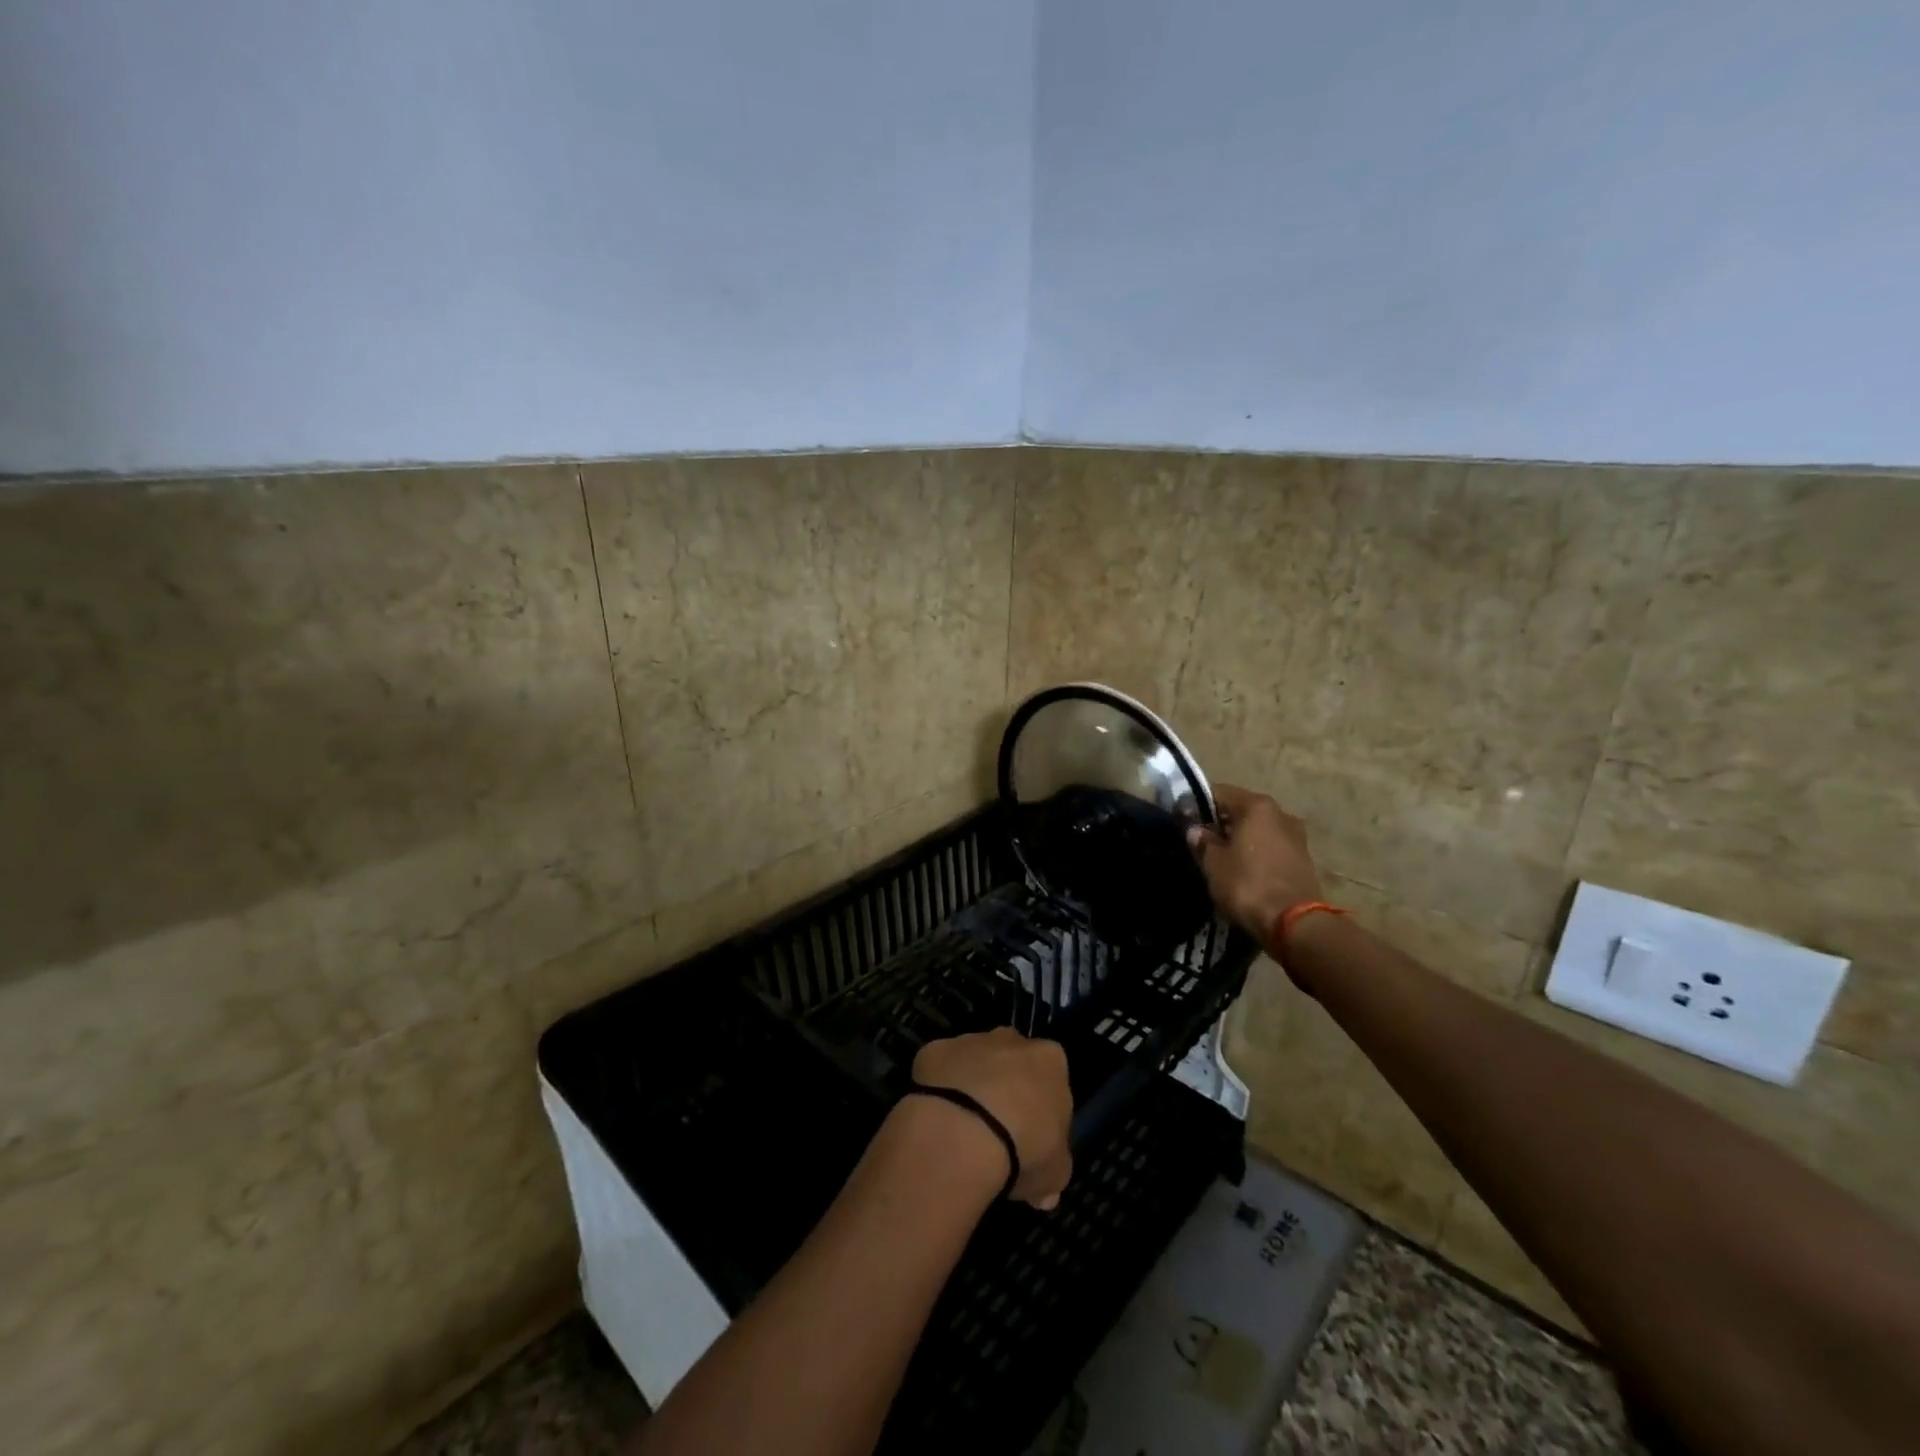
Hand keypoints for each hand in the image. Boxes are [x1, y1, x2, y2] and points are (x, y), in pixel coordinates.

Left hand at [911, 1028, 1073, 1210]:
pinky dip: (939, 1088)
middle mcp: (1011, 1040)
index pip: (1051, 1078)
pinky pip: (939, 1069)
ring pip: (974, 1061)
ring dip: (971, 1086)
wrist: (964, 1131)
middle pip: (1012, 1061)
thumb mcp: (1055, 1174)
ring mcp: (970, 1040)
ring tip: (962, 1129)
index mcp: (1050, 1060)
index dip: (1041, 1108)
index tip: (1032, 1136)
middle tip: (996, 1130)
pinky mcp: (935, 1049)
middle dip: (1005, 1088)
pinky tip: (937, 1119)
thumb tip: (1045, 1192)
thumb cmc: (1024, 1148)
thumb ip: (1053, 1172)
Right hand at [1186, 784, 1326, 940]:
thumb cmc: (1247, 884)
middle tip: (1201, 841)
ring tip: (1221, 858)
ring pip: (1258, 829)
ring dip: (1240, 839)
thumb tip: (1196, 830)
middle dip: (1220, 822)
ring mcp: (1296, 836)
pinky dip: (1256, 853)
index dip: (1197, 804)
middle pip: (1241, 810)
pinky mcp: (1303, 859)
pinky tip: (1243, 869)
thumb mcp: (1214, 863)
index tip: (1183, 820)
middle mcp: (1281, 813)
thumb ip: (1203, 841)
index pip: (1219, 792)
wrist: (1294, 924)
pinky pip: (1271, 847)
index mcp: (1257, 806)